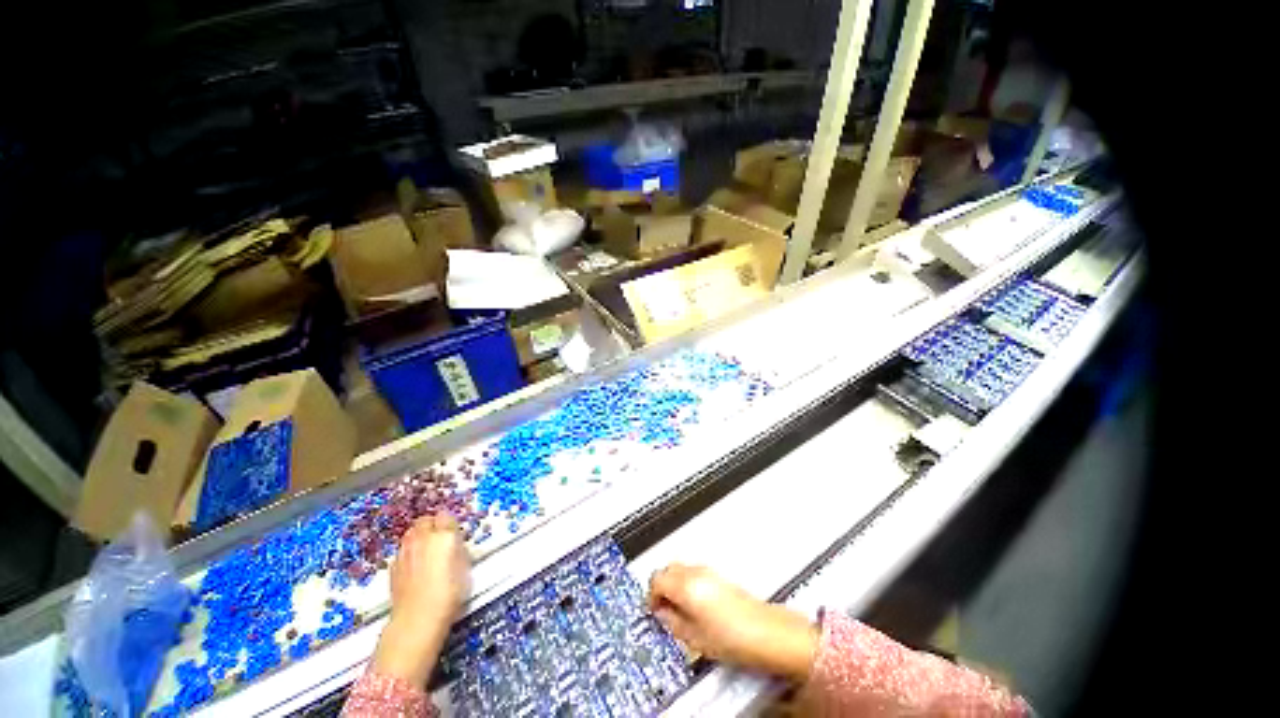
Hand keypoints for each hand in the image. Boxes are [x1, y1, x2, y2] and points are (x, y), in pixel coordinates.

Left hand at [371, 514, 471, 685]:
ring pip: (411, 533)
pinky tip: (415, 566)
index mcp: (444, 536)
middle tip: (440, 538)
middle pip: (425, 520)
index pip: (446, 516)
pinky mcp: (393, 566)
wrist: (418, 618)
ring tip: (427, 551)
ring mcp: (405, 551)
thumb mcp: (465, 567)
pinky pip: (403, 550)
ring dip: (419, 537)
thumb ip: (459, 549)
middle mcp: (422, 538)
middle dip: (432, 525)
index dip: (450, 523)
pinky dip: (409, 552)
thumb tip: (455, 544)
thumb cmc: (448, 593)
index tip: (454, 531)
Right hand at [649, 564, 818, 682]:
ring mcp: (709, 572)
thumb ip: (672, 622)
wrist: (766, 633)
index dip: (650, 595)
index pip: (657, 579)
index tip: (652, 610)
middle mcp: (696, 572)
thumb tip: (661, 614)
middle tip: (661, 609)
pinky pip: (693, 572)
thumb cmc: (734, 638)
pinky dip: (685, 583)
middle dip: (660, 586)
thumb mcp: (694, 638)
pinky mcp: (719, 576)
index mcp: (686, 586)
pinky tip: (692, 604)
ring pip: (680, 568)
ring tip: (677, 608)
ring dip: (673, 583)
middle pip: (667, 569)